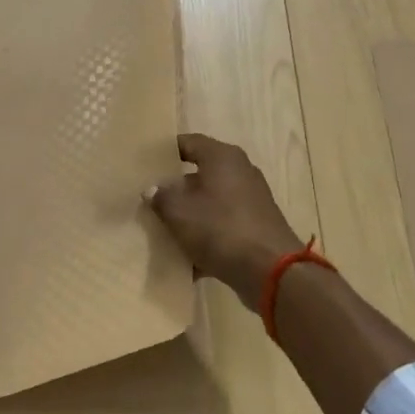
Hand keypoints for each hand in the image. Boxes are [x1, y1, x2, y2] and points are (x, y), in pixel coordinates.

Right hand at [145, 133, 302, 310]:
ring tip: (163, 230)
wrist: (270, 271)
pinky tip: (186, 258)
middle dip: (175, 188)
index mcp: (222, 157)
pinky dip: (206, 236)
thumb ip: (161, 197)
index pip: (189, 142)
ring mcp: (251, 200)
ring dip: (189, 215)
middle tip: (149, 200)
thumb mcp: (178, 211)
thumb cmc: (220, 228)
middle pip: (199, 174)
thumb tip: (152, 190)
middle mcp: (240, 171)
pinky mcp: (256, 226)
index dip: (165, 151)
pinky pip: (223, 225)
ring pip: (210, 202)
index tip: (145, 164)